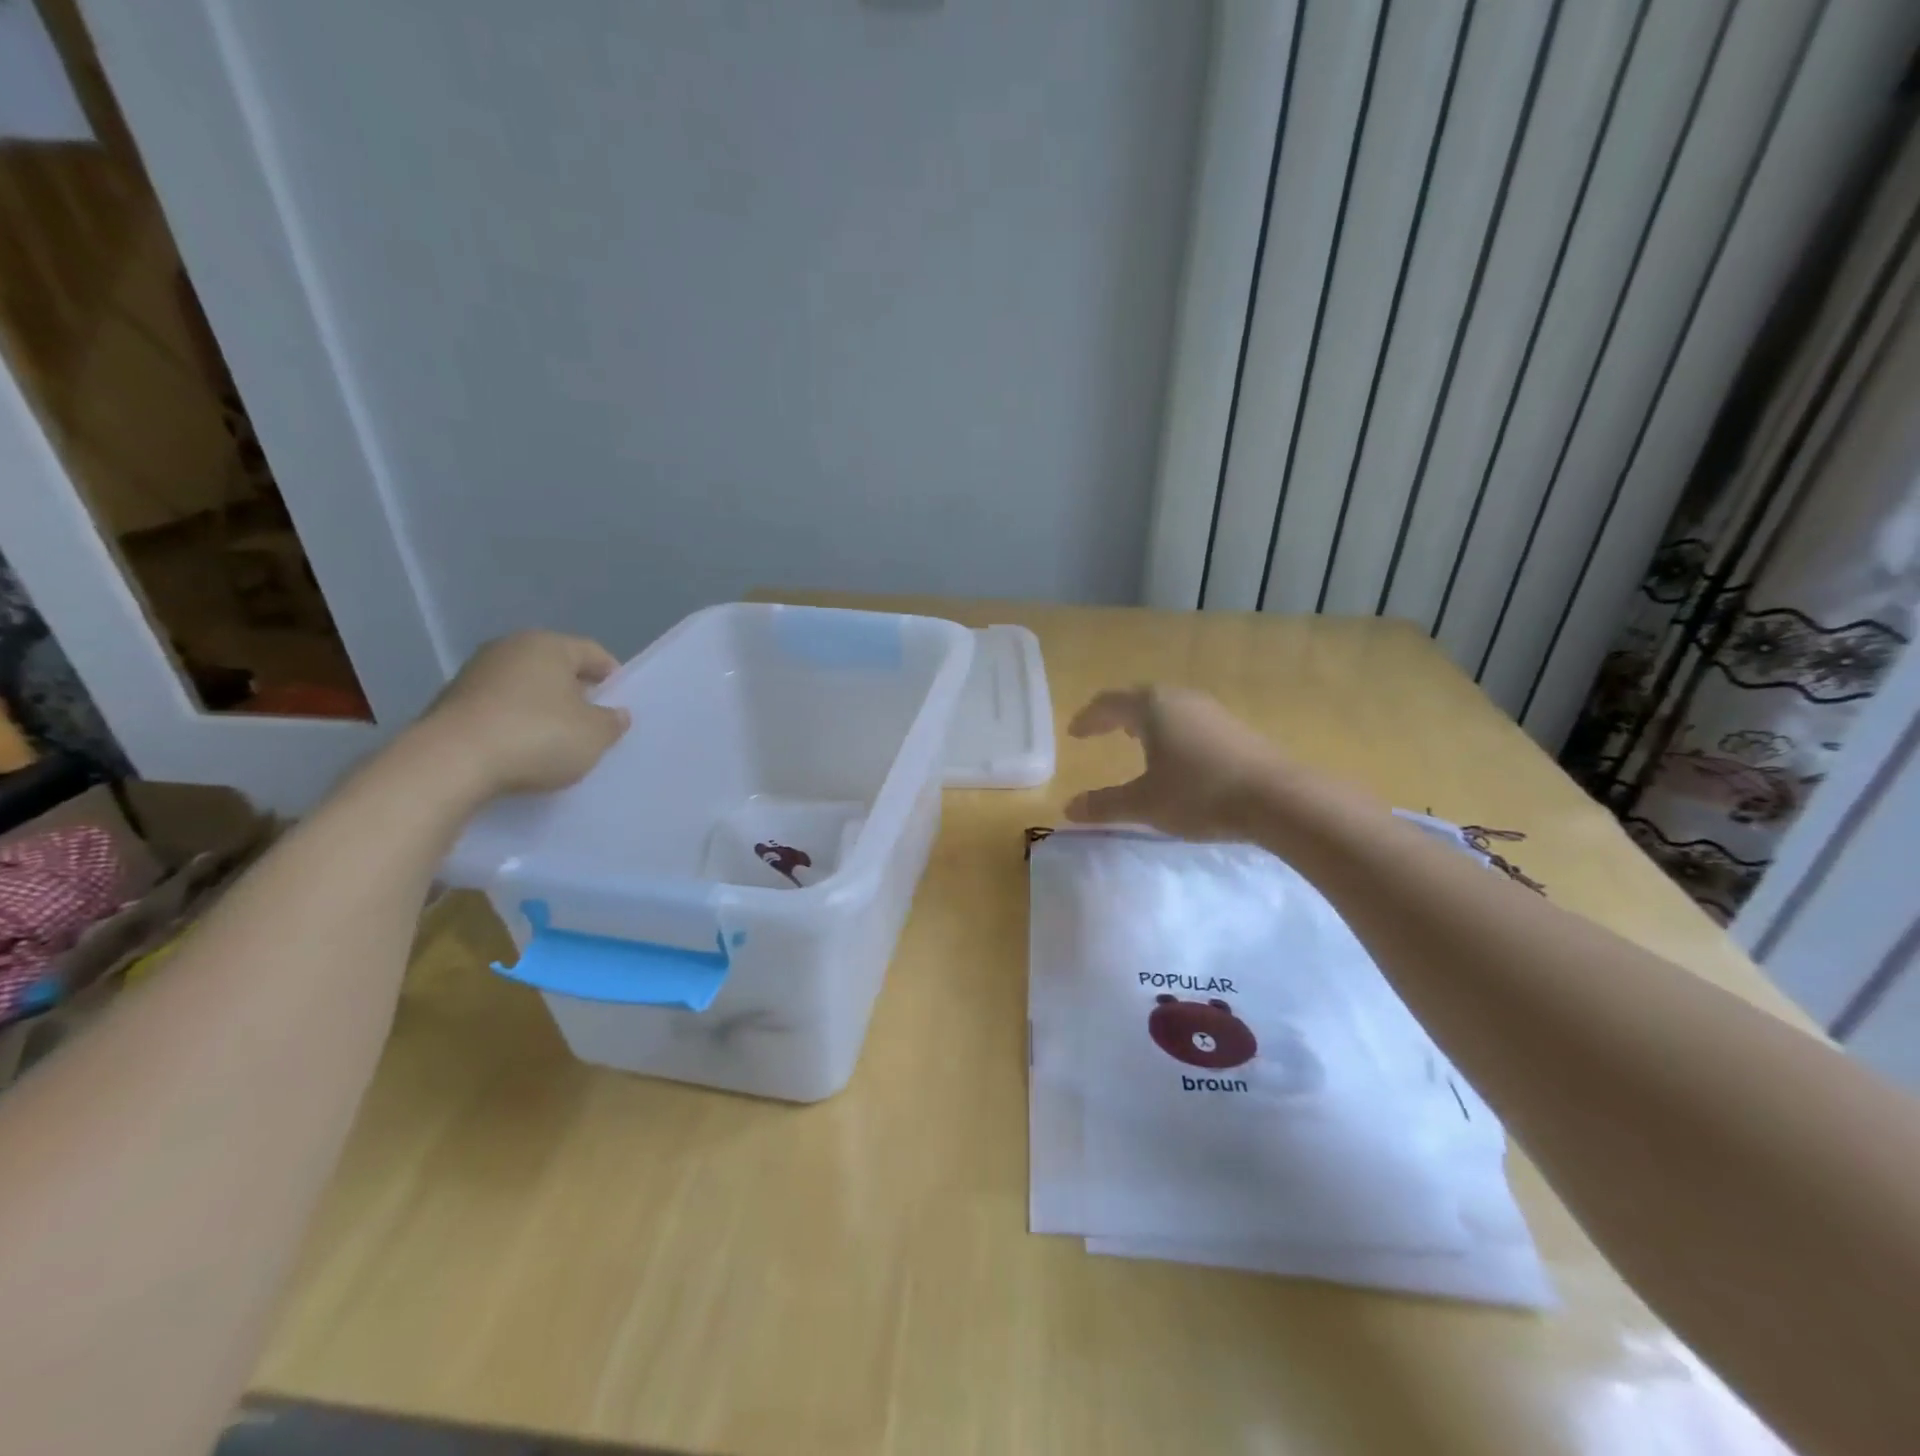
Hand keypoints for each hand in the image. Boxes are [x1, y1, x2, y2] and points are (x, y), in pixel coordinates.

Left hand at [415, 631, 630, 798]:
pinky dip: (514, 723)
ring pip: (524, 687)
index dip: (612, 677)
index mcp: (548, 645)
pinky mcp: (451, 703)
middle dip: (575, 692)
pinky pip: (498, 708)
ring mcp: (474, 674)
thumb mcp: (594, 735)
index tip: (620, 703)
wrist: (450, 763)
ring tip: (557, 740)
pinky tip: (522, 749)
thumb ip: (612, 722)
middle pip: (555, 668)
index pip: (592, 653)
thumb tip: (615, 714)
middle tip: (592, 722)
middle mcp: (509, 649)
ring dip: (542, 708)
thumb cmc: (537, 736)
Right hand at [1065, 686, 1285, 840]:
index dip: (1088, 718)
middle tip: (1101, 730)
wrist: (1277, 799)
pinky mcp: (1235, 728)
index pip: (1109, 703)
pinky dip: (1171, 730)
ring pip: (1168, 707)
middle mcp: (1181, 699)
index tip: (1074, 733)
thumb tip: (1068, 808)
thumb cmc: (1199, 794)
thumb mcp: (1144, 804)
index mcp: (1152, 708)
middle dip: (1116, 714)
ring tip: (1136, 738)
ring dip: (1146, 720)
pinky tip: (1177, 754)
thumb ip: (1104, 805)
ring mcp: (1212, 711)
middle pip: (1139, 698)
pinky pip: (1190, 720)